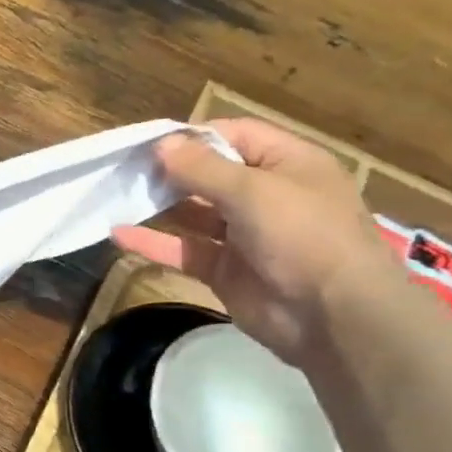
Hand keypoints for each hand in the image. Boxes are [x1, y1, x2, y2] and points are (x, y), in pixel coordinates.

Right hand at [113, 118, 399, 364]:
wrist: (334, 315)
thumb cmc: (303, 235)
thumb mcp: (252, 191)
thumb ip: (202, 168)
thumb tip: (161, 144)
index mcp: (287, 164)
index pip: (235, 135)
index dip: (193, 136)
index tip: (149, 143)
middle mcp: (266, 195)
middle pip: (210, 174)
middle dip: (169, 171)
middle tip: (125, 169)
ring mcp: (244, 234)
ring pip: (193, 213)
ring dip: (158, 205)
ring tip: (118, 197)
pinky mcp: (224, 269)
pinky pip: (183, 249)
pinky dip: (153, 243)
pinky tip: (119, 234)